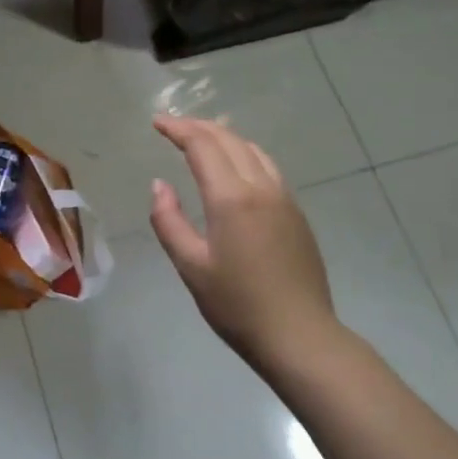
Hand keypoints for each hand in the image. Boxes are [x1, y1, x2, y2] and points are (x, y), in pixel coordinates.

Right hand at [149, 115, 337, 360]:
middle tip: (174, 126)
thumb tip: (160, 185)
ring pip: (253, 151)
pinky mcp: (296, 214)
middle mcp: (261, 188)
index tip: (157, 122)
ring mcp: (284, 199)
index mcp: (231, 198)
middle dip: (200, 127)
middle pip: (229, 140)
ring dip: (225, 137)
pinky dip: (245, 154)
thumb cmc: (237, 305)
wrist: (300, 335)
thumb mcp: (191, 266)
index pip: (202, 146)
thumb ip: (169, 221)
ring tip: (203, 138)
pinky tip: (236, 168)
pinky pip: (268, 168)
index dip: (178, 129)